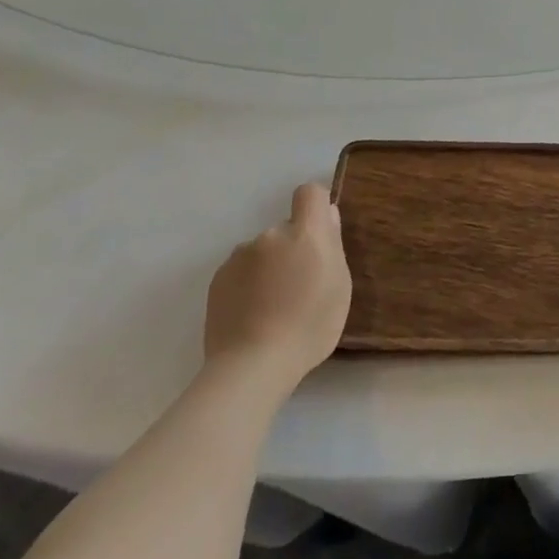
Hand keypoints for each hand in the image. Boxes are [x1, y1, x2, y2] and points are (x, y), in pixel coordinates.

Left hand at [203, 182, 351, 398]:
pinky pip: (241, 270)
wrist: (251, 365)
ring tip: (272, 306)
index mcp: (305, 233)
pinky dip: (249, 284)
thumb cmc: (309, 326)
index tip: (321, 234)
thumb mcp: (340, 286)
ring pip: (263, 251)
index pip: (309, 193)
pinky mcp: (218, 279)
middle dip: (294, 248)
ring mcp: (239, 256)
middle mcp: (270, 235)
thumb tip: (326, 216)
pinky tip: (252, 314)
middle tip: (299, 286)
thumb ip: (334, 244)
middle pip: (287, 228)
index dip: (316, 207)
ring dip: (269, 266)